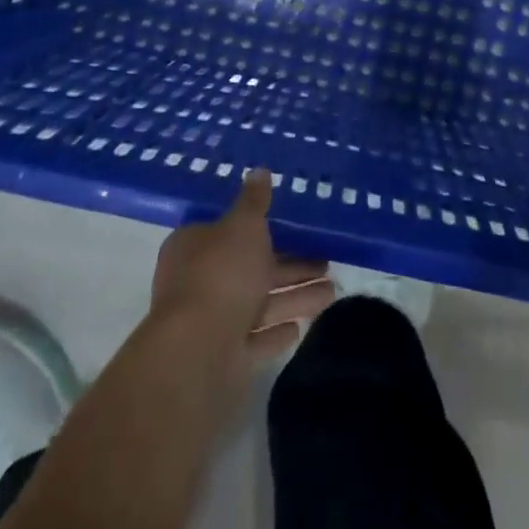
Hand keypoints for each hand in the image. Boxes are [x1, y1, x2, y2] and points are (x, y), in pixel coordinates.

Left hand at [150, 171, 335, 371]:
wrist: (198, 353)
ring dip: (295, 297)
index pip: (228, 230)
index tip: (293, 227)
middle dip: (290, 266)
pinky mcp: (224, 358)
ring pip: (260, 303)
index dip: (260, 228)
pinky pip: (257, 339)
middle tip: (328, 261)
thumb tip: (259, 170)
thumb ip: (254, 201)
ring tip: (333, 291)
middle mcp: (199, 282)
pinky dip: (277, 332)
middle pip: (251, 268)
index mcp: (195, 246)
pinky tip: (300, 328)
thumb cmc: (220, 274)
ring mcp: (211, 322)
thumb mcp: (243, 225)